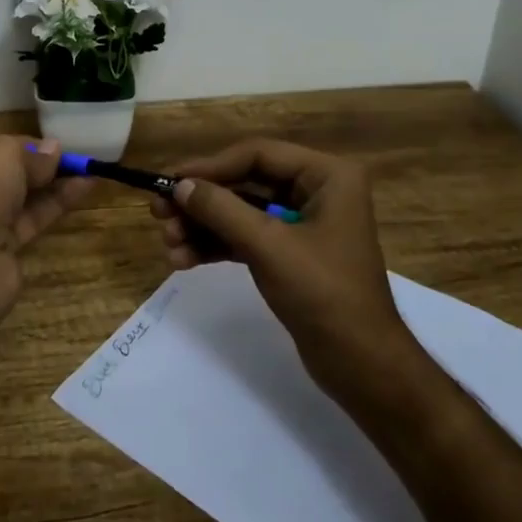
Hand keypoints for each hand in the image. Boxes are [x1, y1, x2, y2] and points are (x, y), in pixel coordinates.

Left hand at [0, 136, 91, 263]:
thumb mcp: (3, 154)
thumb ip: (31, 151)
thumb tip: (53, 149)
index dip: (14, 142)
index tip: (46, 142)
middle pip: (0, 172)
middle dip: (36, 163)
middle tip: (70, 155)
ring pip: (18, 197)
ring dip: (51, 183)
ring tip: (87, 168)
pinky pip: (29, 219)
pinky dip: (54, 204)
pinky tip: (84, 188)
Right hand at [150, 139, 415, 390]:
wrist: (361, 365)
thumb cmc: (323, 293)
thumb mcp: (268, 246)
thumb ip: (221, 210)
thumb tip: (179, 185)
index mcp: (326, 175)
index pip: (258, 155)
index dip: (211, 166)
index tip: (170, 180)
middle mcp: (316, 191)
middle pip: (245, 183)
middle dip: (202, 202)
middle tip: (159, 215)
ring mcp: (302, 224)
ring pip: (241, 212)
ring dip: (203, 227)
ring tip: (168, 245)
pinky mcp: (290, 254)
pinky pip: (246, 237)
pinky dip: (216, 246)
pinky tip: (184, 260)